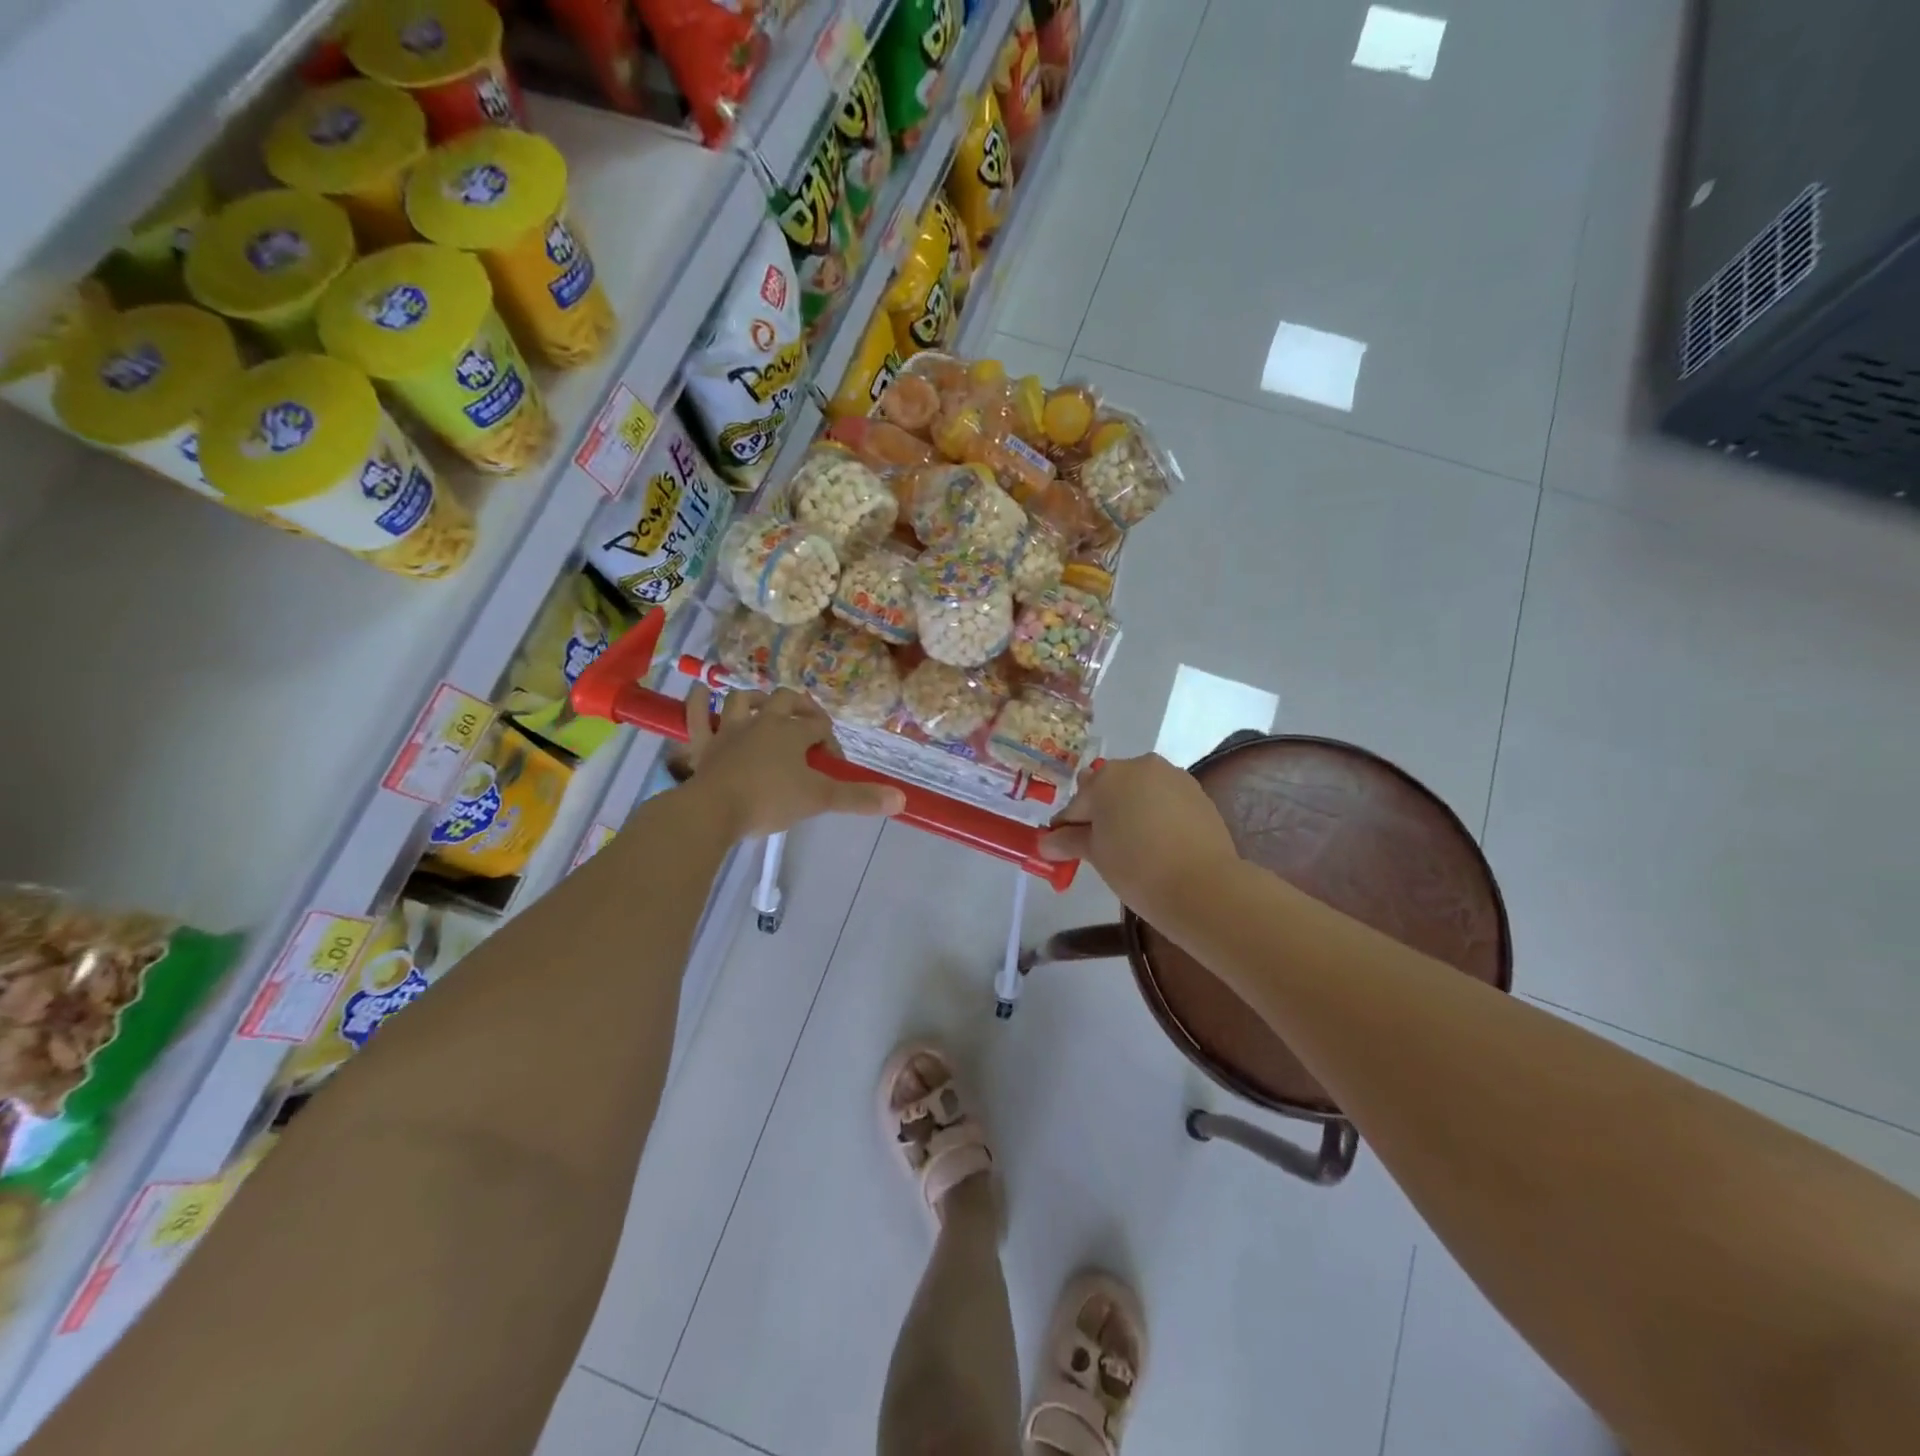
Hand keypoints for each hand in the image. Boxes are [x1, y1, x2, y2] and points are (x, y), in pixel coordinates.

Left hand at [679, 685, 905, 838]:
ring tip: (764, 707)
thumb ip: (859, 798)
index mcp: (792, 731)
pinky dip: (698, 702)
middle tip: (809, 726)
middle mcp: (762, 721)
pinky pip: (696, 715)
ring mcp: (729, 730)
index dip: (831, 744)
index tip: (833, 768)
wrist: (713, 810)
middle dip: (802, 709)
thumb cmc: (769, 800)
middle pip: (787, 701)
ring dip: (755, 699)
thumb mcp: (819, 799)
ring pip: (742, 701)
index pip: (820, 727)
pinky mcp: (703, 744)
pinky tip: (700, 691)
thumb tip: (902, 800)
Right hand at [1039, 754, 1241, 924]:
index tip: (1064, 849)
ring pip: (1139, 792)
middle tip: (1100, 848)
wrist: (1203, 887)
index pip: (1077, 803)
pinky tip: (1158, 843)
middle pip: (1109, 789)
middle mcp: (1139, 766)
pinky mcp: (1198, 793)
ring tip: (1132, 847)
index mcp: (1106, 777)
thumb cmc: (1136, 868)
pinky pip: (1165, 800)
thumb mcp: (1095, 855)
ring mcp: (1172, 777)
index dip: (1067, 828)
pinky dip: (1156, 815)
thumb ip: (1069, 841)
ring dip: (1130, 811)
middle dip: (1101, 813)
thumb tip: (1046, 842)